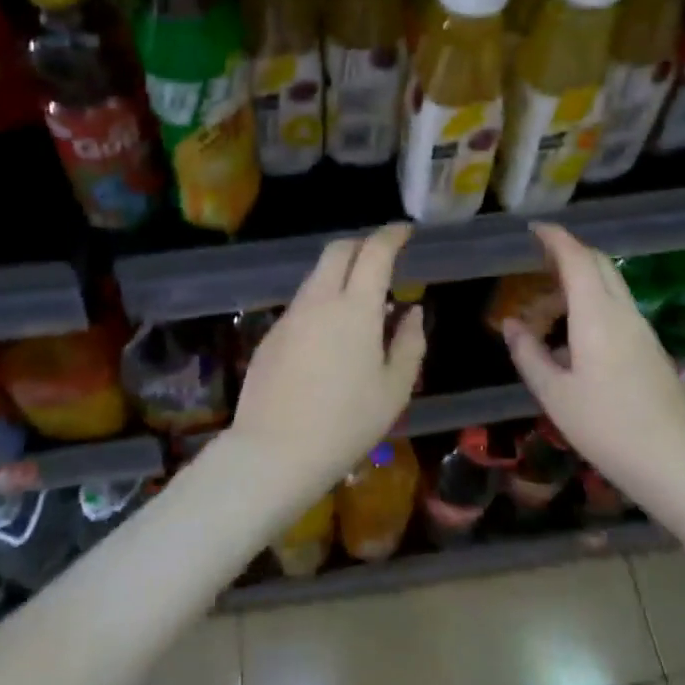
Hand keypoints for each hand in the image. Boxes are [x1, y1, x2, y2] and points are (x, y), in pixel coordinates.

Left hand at [228, 223, 425, 496]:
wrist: (274, 452)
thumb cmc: (345, 424)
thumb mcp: (394, 390)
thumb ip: (410, 343)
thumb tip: (412, 312)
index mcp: (355, 308)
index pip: (374, 252)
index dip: (391, 235)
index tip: (405, 232)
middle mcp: (319, 300)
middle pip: (338, 250)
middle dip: (362, 244)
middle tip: (382, 258)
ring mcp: (290, 315)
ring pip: (316, 275)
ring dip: (340, 273)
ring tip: (360, 300)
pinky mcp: (271, 334)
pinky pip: (302, 303)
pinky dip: (321, 301)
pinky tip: (329, 334)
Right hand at [500, 223, 684, 489]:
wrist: (677, 463)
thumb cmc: (607, 427)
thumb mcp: (555, 394)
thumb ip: (529, 354)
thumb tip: (511, 325)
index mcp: (597, 316)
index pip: (577, 259)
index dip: (555, 239)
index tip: (535, 229)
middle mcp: (623, 313)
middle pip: (600, 265)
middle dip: (569, 253)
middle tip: (538, 261)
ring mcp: (643, 331)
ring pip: (610, 288)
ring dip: (579, 284)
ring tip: (547, 310)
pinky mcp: (652, 350)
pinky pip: (618, 310)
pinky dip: (593, 305)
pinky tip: (575, 340)